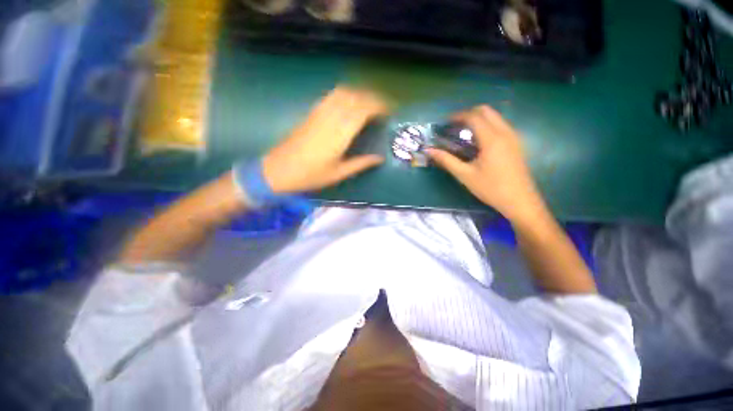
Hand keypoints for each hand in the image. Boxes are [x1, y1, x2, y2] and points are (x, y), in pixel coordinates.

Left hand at [262, 87, 388, 194]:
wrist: (279, 170)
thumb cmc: (310, 175)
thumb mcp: (338, 174)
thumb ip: (360, 163)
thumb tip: (379, 158)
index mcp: (339, 134)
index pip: (362, 110)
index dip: (378, 106)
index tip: (389, 110)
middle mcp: (330, 118)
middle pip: (354, 97)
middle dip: (372, 98)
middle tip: (383, 107)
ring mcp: (319, 113)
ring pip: (342, 93)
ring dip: (359, 93)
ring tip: (369, 103)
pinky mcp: (311, 113)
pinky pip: (331, 96)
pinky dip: (345, 94)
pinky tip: (349, 102)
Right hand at [427, 105, 544, 223]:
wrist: (520, 201)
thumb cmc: (490, 188)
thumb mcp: (465, 175)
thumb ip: (446, 160)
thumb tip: (429, 150)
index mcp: (492, 139)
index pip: (473, 117)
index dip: (457, 116)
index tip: (444, 124)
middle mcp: (505, 132)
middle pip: (486, 111)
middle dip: (468, 114)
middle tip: (453, 127)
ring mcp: (513, 137)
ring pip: (495, 117)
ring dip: (478, 119)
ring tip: (463, 133)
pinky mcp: (516, 143)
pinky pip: (500, 125)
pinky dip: (486, 126)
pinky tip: (477, 142)